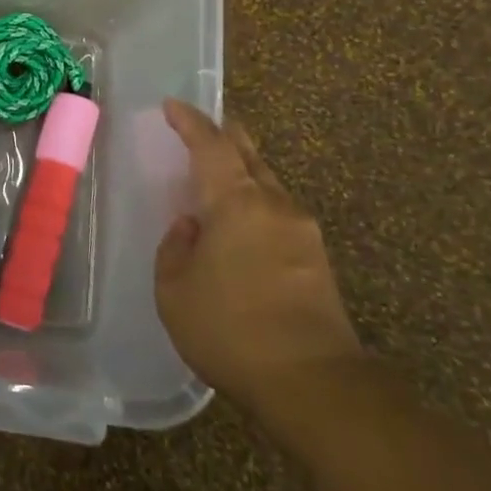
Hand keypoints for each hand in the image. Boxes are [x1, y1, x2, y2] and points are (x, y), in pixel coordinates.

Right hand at [157, 100, 360, 413]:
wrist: (314, 384)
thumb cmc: (231, 329)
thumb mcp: (175, 289)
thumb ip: (176, 247)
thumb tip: (192, 226)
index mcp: (237, 203)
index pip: (211, 146)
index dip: (190, 122)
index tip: (173, 105)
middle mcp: (275, 206)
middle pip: (250, 155)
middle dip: (226, 135)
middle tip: (206, 124)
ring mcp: (303, 233)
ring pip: (268, 184)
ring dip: (243, 172)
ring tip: (219, 174)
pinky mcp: (317, 262)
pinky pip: (279, 214)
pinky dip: (255, 203)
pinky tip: (241, 223)